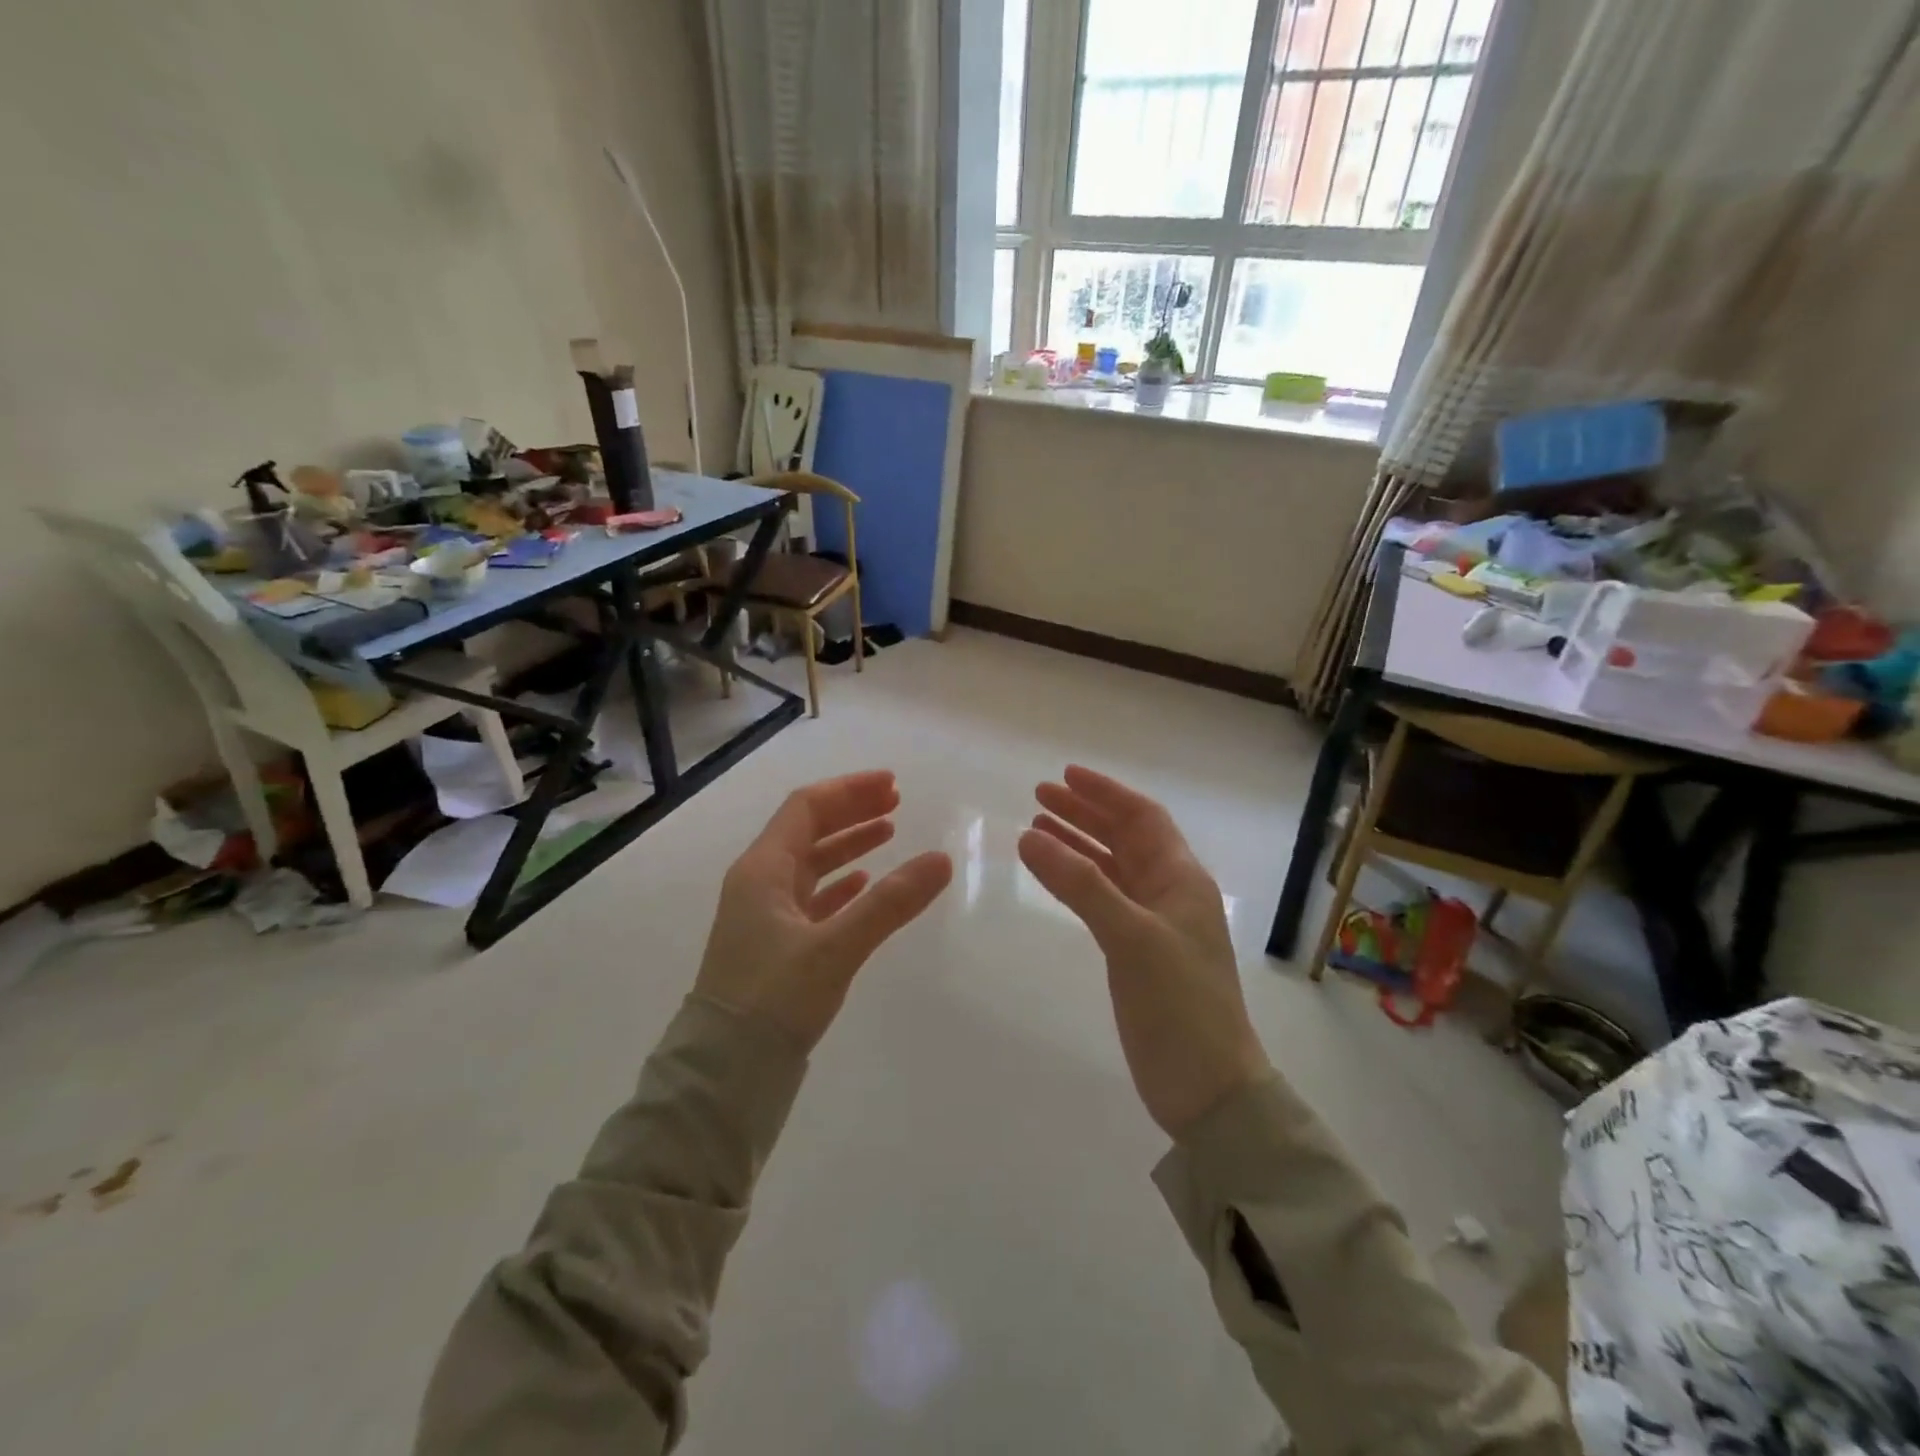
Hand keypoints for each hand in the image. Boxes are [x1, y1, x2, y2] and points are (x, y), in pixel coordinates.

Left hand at [695, 771, 952, 1050]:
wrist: (725, 1071)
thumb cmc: (773, 998)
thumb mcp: (836, 947)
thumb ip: (889, 903)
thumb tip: (941, 860)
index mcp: (762, 869)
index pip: (807, 807)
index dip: (850, 791)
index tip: (892, 785)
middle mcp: (758, 883)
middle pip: (808, 830)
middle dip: (851, 811)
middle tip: (896, 802)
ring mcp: (763, 914)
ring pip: (810, 863)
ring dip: (848, 844)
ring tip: (889, 833)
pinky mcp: (773, 943)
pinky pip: (810, 897)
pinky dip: (839, 884)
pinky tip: (864, 884)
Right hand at [1018, 766, 1269, 1136]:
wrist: (1207, 1087)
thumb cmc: (1179, 1004)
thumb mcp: (1130, 937)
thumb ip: (1080, 885)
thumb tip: (1029, 836)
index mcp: (1182, 879)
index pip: (1143, 817)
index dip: (1106, 792)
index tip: (1065, 774)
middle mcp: (1170, 892)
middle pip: (1124, 837)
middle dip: (1084, 813)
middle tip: (1039, 796)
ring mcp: (1153, 923)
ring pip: (1111, 867)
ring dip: (1078, 844)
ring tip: (1036, 827)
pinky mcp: (1137, 952)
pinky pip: (1103, 899)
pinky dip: (1077, 881)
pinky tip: (1053, 875)